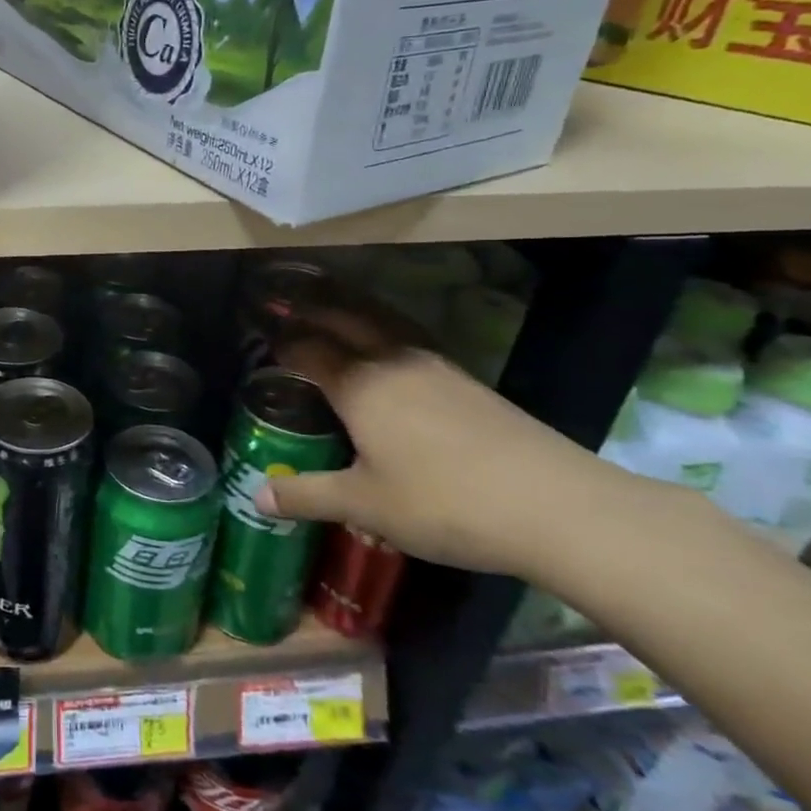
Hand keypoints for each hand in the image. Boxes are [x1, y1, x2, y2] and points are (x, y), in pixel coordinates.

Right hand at [252, 306, 631, 581]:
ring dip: (355, 314)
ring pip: (384, 326)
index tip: (265, 338)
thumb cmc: (442, 502)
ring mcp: (436, 368)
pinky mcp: (468, 383)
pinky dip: (387, 335)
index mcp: (359, 386)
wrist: (553, 505)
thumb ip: (306, 495)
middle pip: (348, 321)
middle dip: (316, 311)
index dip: (284, 343)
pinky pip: (411, 342)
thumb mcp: (364, 505)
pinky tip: (394, 356)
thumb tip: (256, 496)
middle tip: (291, 306)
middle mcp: (393, 363)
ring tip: (338, 312)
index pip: (309, 351)